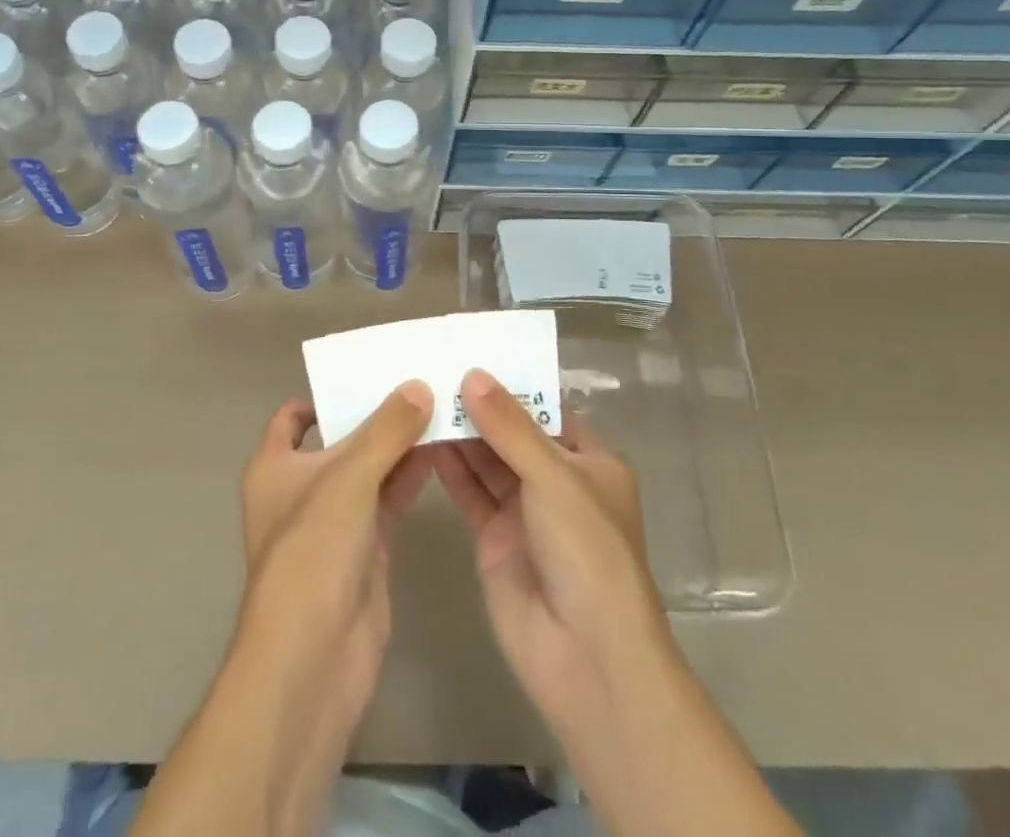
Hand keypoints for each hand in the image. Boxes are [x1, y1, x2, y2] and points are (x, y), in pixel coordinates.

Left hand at [237, 382, 434, 721]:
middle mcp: (301, 489)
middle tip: (419, 381)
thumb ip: (386, 430)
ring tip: (439, 407)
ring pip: (369, 470)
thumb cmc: (313, 551)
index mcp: (274, 466)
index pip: (293, 417)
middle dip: (375, 416)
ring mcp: (334, 522)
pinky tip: (441, 452)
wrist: (314, 656)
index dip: (324, 395)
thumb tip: (418, 385)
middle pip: (340, 440)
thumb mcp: (348, 477)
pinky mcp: (364, 550)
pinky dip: (410, 478)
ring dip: (399, 445)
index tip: (366, 374)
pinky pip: (388, 501)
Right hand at [431, 370, 662, 728]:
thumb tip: (473, 375)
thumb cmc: (586, 551)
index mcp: (589, 462)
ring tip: (421, 395)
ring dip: (460, 433)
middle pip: (513, 434)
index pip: (547, 410)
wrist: (585, 656)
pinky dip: (449, 469)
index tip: (472, 354)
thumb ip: (510, 427)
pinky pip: (470, 493)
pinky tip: (421, 439)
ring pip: (487, 461)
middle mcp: (557, 483)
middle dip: (479, 407)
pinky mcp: (495, 539)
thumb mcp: (553, 477)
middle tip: (434, 369)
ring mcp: (524, 512)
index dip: (514, 384)